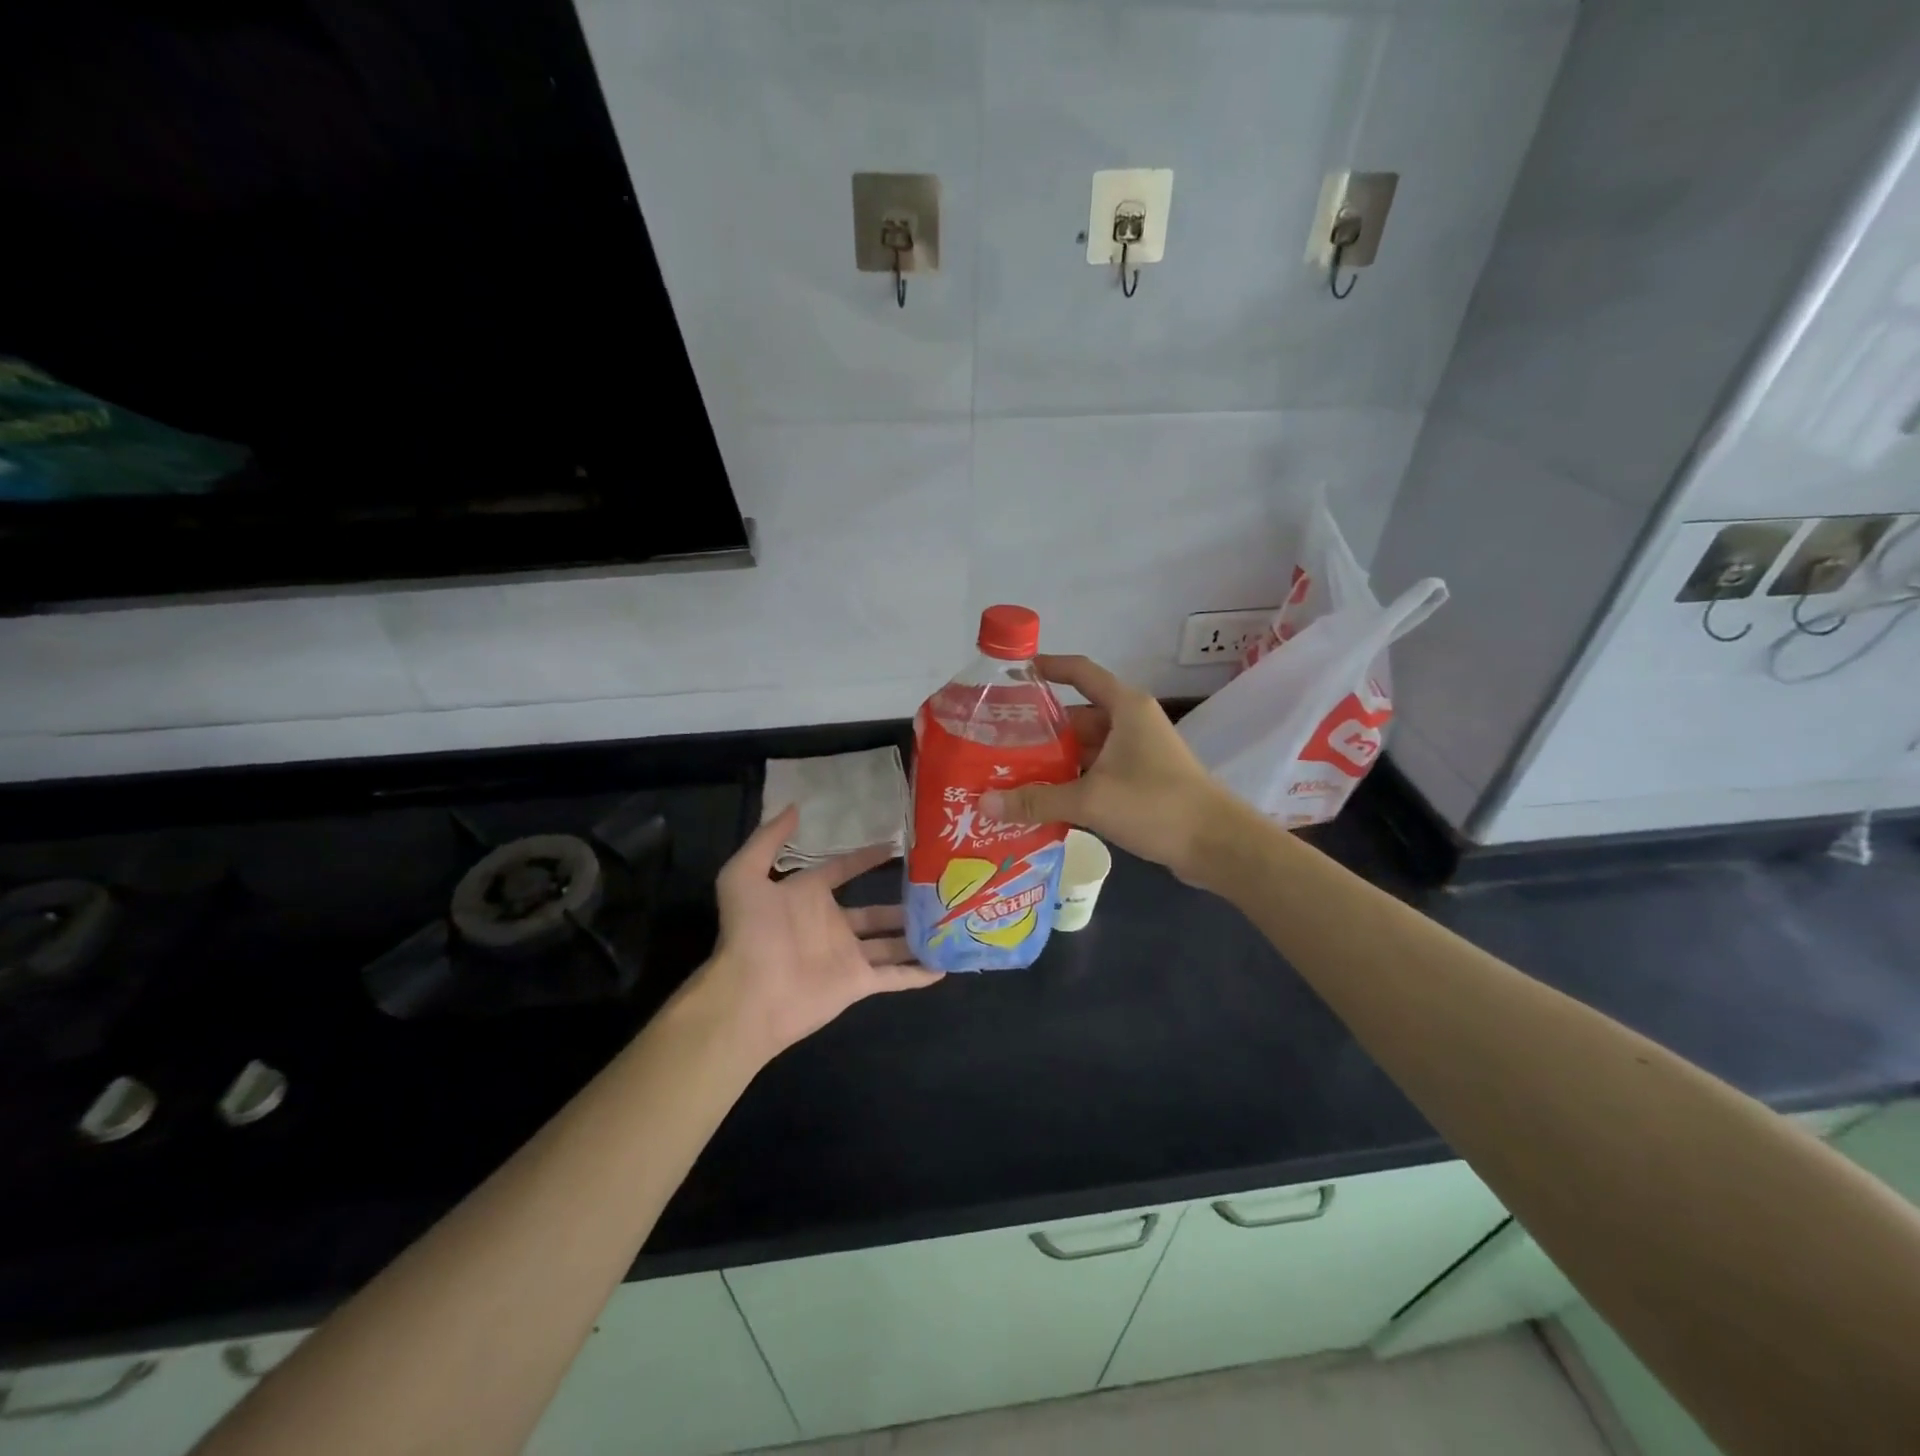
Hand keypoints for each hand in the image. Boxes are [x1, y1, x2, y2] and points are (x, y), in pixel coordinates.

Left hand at [689, 805, 939, 1064]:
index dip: (866, 858)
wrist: (749, 993)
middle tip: (936, 888)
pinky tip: (945, 966)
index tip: (896, 846)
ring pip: (891, 943)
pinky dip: (918, 974)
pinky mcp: (858, 982)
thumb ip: (768, 840)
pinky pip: (895, 976)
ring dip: (916, 935)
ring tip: (949, 921)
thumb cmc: (749, 932)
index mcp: (808, 896)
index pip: (842, 870)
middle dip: (903, 902)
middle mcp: (831, 924)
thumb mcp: (744, 875)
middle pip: (875, 911)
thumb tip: (795, 808)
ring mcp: (847, 955)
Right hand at [979, 655, 1238, 881]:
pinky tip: (1041, 801)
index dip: (1047, 667)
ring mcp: (1137, 753)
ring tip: (1009, 773)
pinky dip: (1071, 783)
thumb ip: (1037, 800)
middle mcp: (1131, 723)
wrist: (1217, 845)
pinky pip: (1096, 773)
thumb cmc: (1155, 804)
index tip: (1012, 674)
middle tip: (996, 742)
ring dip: (1053, 762)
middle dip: (1039, 730)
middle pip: (1076, 716)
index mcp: (1125, 708)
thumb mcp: (1091, 799)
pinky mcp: (1140, 781)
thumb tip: (985, 803)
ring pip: (1085, 748)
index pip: (1080, 672)